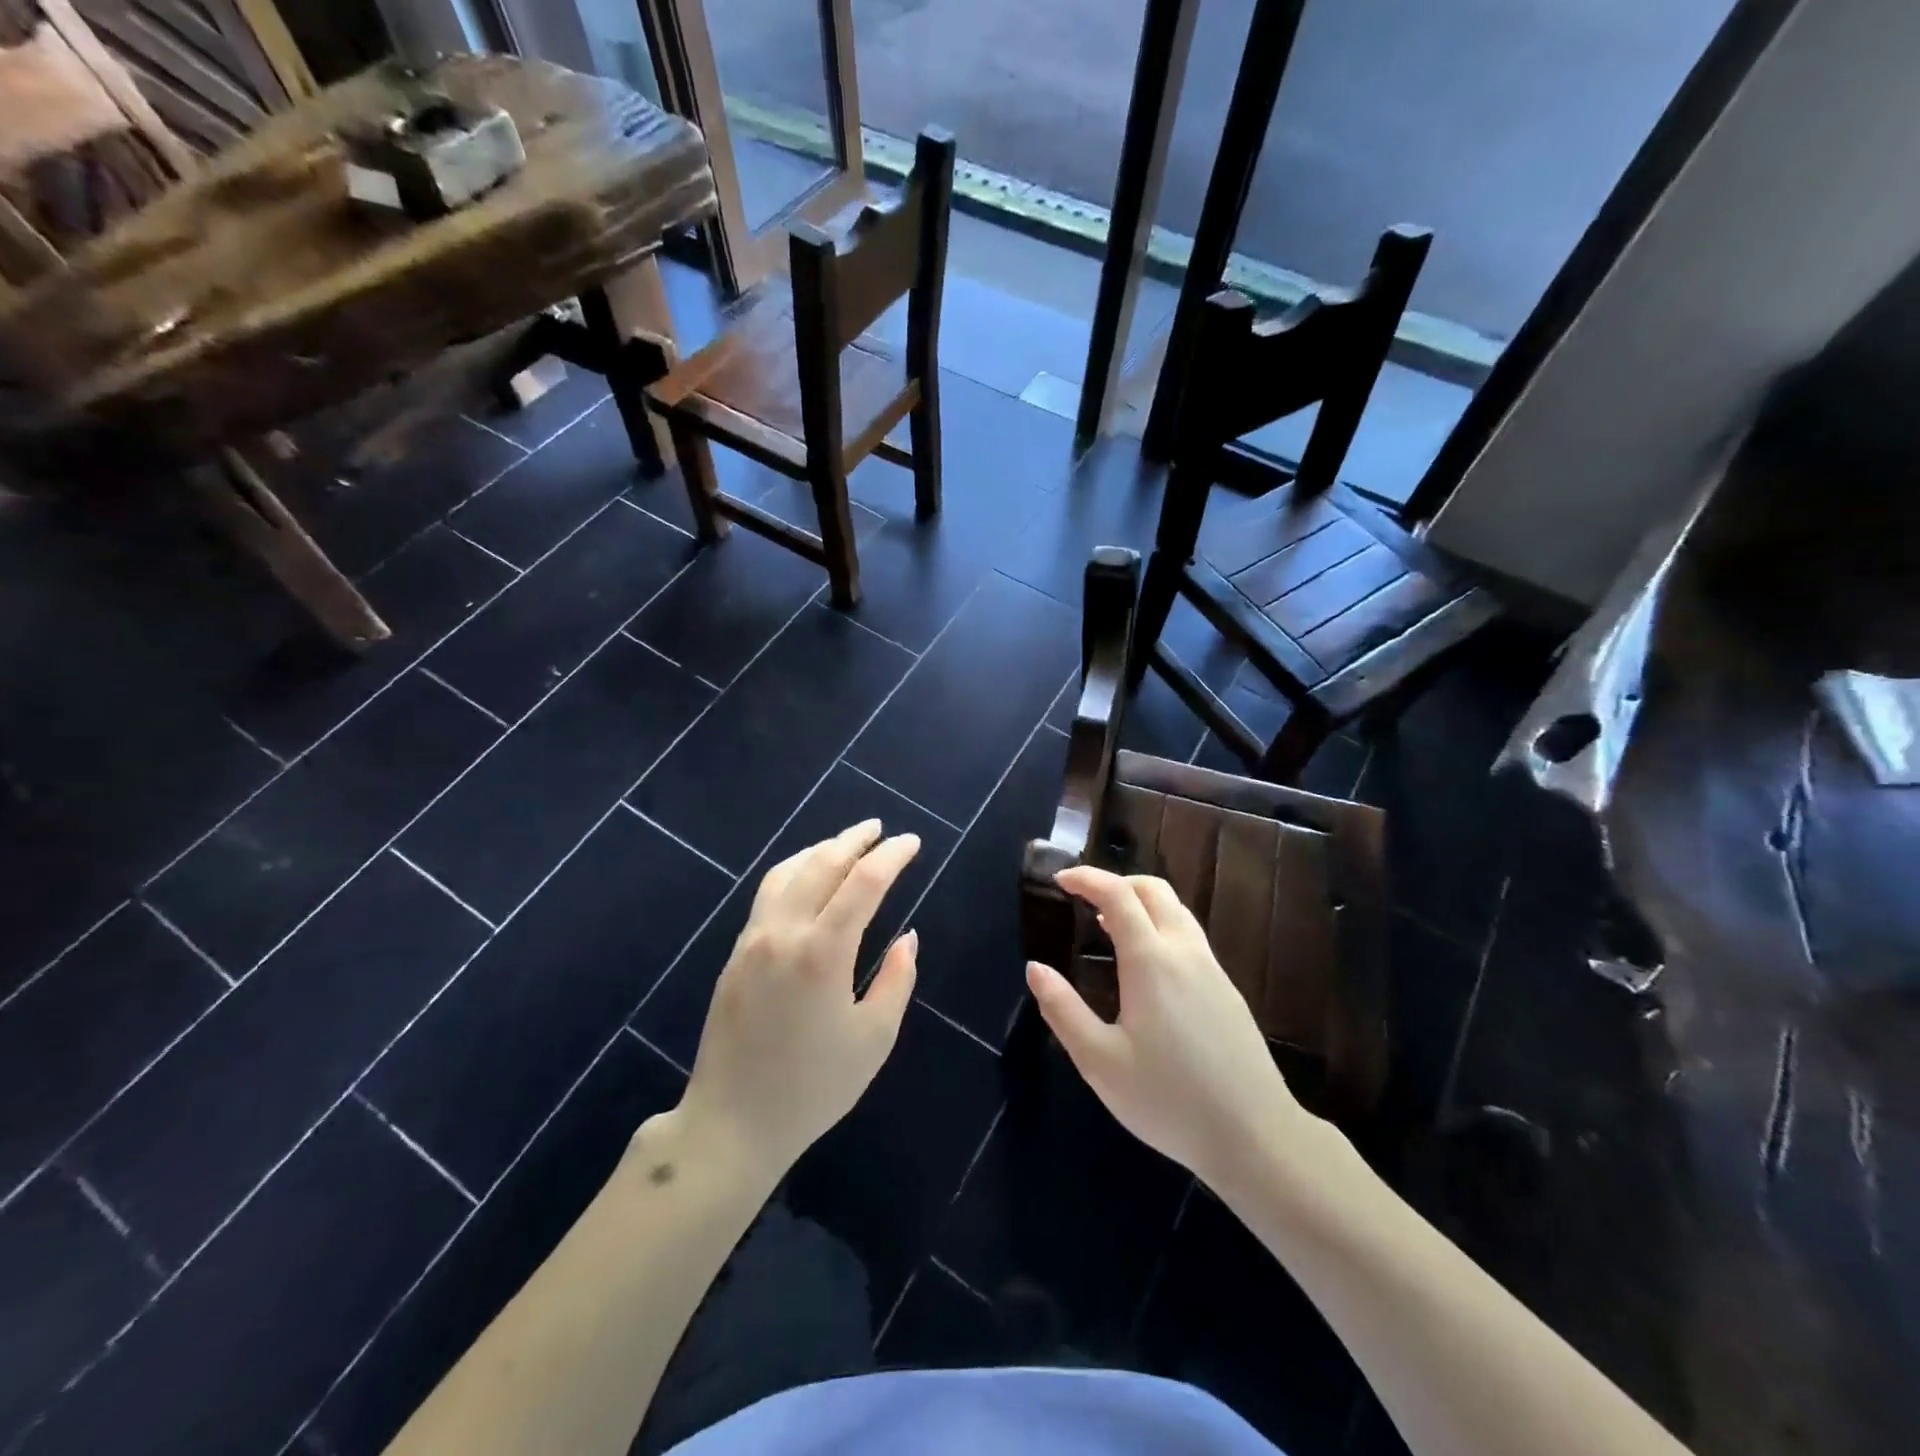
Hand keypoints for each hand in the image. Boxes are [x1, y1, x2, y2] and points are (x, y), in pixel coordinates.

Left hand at [679, 820, 919, 1171]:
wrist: (732, 1123)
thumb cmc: (813, 1087)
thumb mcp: (873, 1039)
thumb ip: (896, 980)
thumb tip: (906, 938)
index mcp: (822, 952)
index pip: (863, 882)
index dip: (891, 856)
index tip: (911, 843)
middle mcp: (784, 932)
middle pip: (822, 863)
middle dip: (855, 839)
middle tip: (881, 830)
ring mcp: (753, 939)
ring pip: (788, 871)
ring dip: (821, 849)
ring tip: (847, 844)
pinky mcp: (736, 953)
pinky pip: (768, 893)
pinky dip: (795, 870)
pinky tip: (808, 877)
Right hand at [1026, 866, 1301, 1188]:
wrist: (1256, 1136)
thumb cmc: (1168, 1099)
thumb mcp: (1100, 1061)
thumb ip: (1062, 1010)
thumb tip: (1035, 969)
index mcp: (1151, 961)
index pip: (1117, 894)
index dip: (1087, 878)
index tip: (1060, 879)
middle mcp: (1184, 952)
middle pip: (1153, 890)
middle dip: (1116, 882)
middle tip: (1084, 901)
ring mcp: (1212, 969)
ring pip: (1177, 911)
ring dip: (1141, 904)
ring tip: (1109, 929)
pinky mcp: (1228, 990)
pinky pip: (1190, 936)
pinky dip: (1161, 927)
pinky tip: (1147, 967)